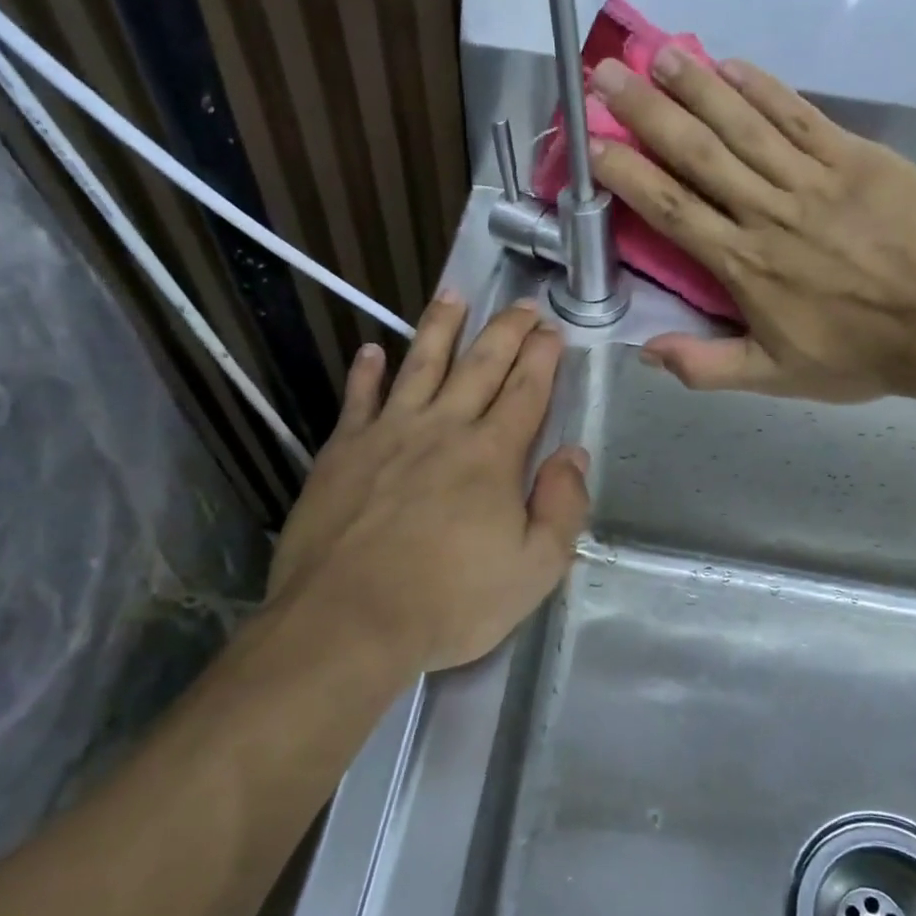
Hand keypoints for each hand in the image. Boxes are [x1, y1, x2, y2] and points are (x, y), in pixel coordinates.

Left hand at [266, 294, 588, 673]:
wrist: (348, 621)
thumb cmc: (450, 602)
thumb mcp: (534, 570)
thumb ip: (562, 507)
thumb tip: (573, 454)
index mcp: (492, 456)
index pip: (526, 391)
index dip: (543, 358)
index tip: (553, 330)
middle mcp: (442, 429)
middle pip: (480, 366)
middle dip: (506, 330)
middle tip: (522, 304)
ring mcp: (387, 434)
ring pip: (420, 365)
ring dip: (440, 328)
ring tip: (454, 295)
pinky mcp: (341, 452)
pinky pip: (357, 399)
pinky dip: (366, 372)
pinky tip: (372, 350)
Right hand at [588, 48, 915, 403]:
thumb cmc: (860, 354)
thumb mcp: (775, 378)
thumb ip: (706, 367)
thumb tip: (643, 350)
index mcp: (742, 264)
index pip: (671, 208)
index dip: (628, 173)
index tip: (592, 145)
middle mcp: (767, 211)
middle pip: (697, 153)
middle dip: (646, 111)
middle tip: (606, 74)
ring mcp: (812, 177)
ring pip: (742, 123)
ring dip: (696, 87)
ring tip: (657, 55)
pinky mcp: (855, 156)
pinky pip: (799, 114)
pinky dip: (763, 87)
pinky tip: (732, 65)